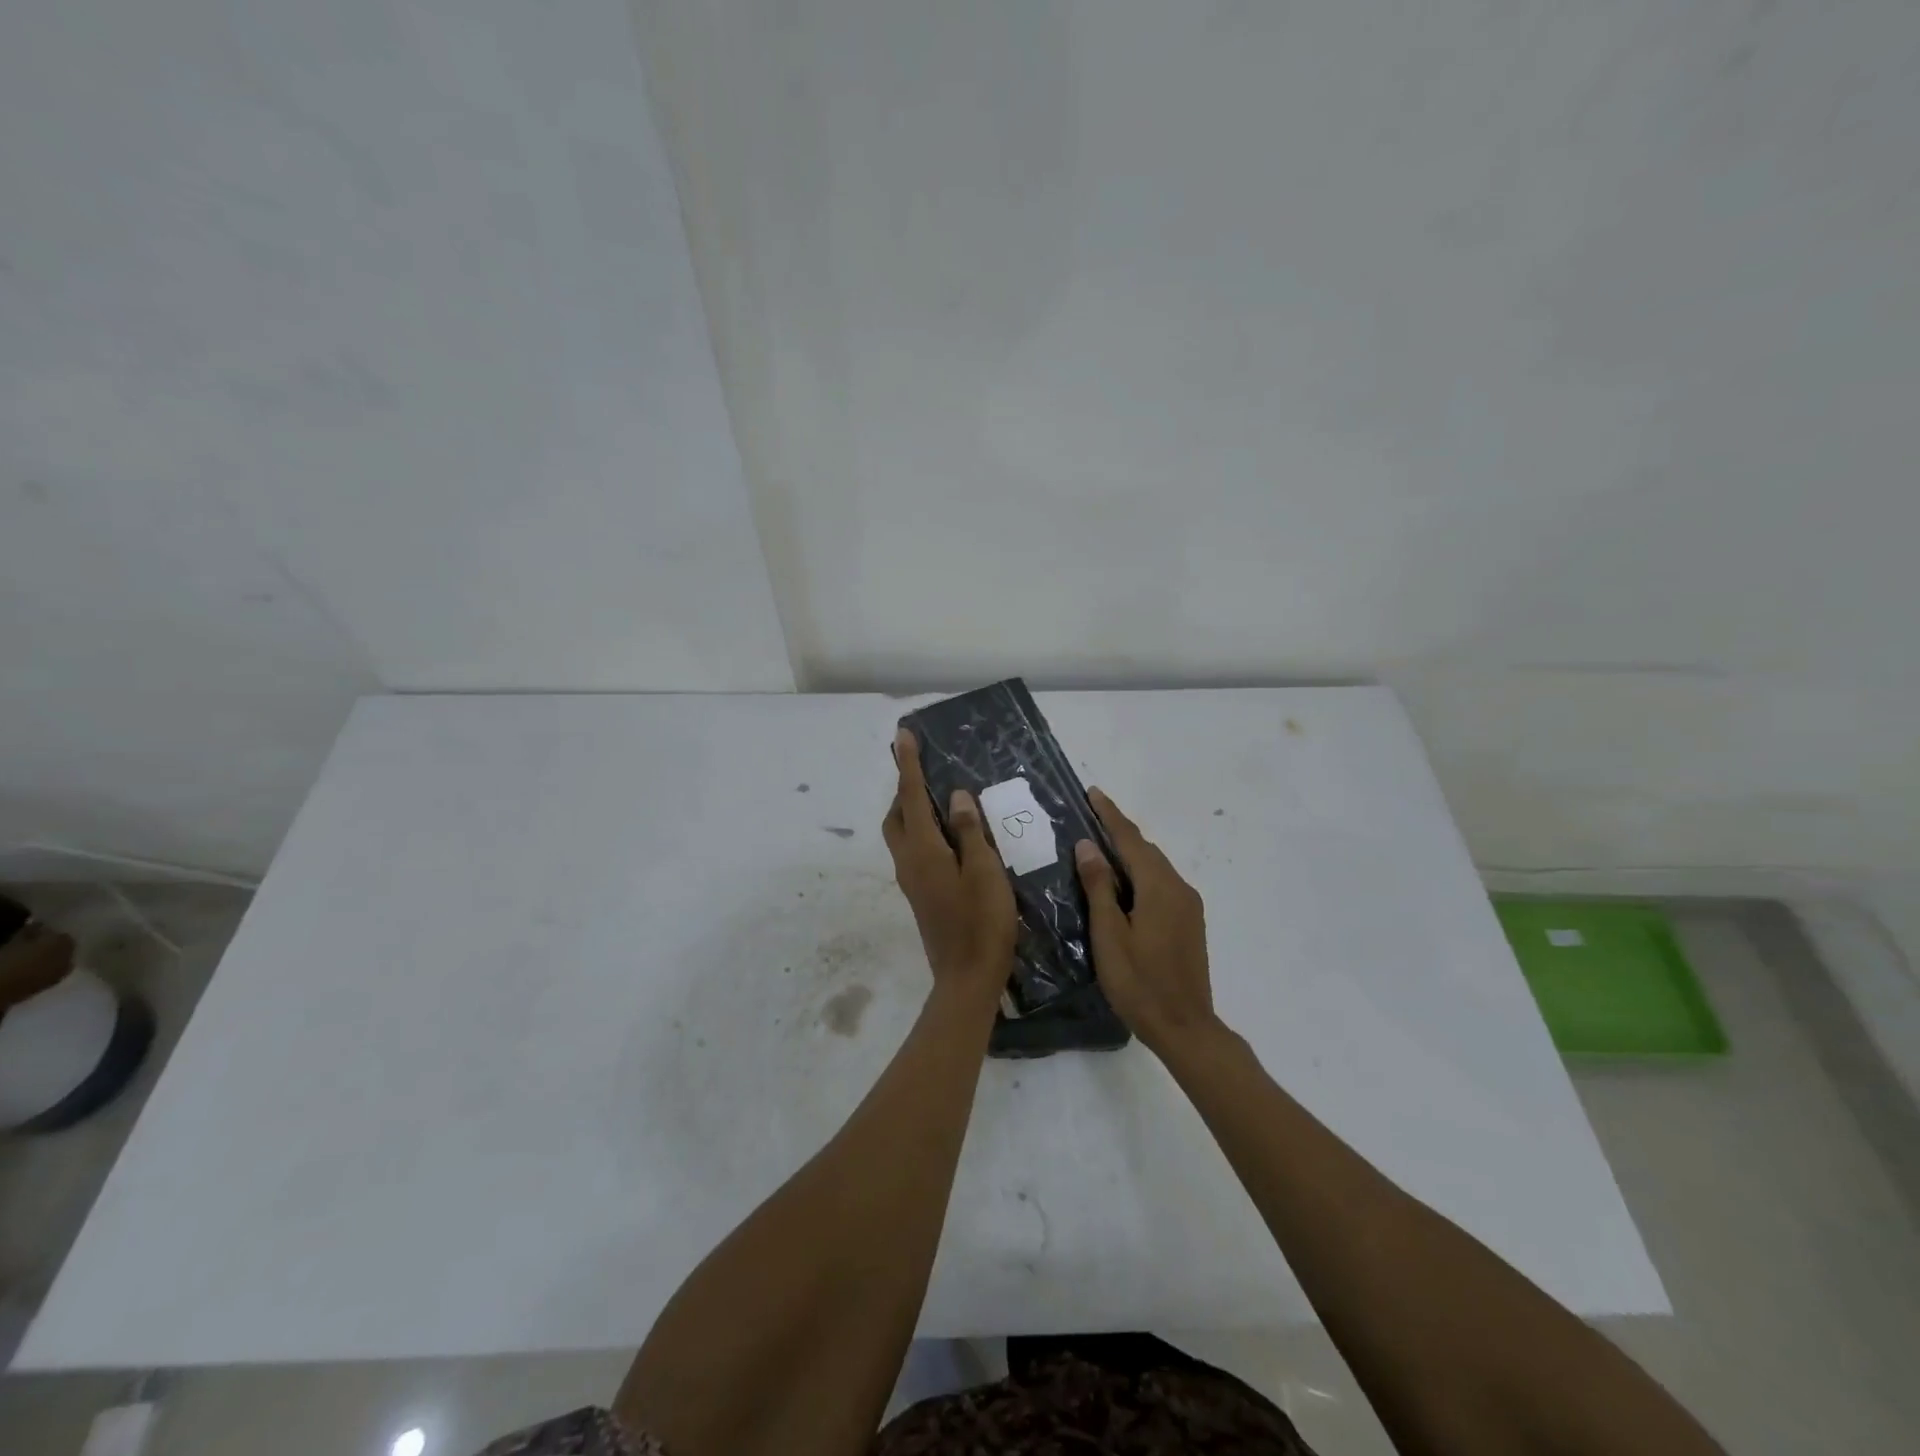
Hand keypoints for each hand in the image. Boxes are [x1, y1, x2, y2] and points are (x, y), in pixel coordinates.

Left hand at [883, 728, 1016, 1005]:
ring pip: (903, 835)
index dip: (908, 764)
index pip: (910, 796)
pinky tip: (952, 836)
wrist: (967, 979)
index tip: (903, 735)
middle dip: (904, 789)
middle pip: (896, 816)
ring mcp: (912, 881)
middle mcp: (909, 862)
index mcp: (923, 850)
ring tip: (940, 798)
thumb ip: (970, 831)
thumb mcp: (985, 871)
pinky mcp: (922, 895)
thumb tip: (954, 797)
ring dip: (912, 811)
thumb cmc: (982, 922)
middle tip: (926, 771)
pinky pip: (914, 851)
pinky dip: (923, 832)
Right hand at [1074, 788, 1216, 1055]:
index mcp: (1159, 887)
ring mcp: (1188, 906)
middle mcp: (1179, 888)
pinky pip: (1161, 884)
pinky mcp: (1190, 922)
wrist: (1186, 1028)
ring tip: (1100, 845)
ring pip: (1155, 867)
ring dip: (1130, 852)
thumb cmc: (1139, 983)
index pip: (1130, 840)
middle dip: (1119, 830)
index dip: (1110, 815)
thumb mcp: (1109, 935)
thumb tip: (1088, 845)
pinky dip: (1140, 872)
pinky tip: (1123, 882)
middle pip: (1146, 850)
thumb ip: (1099, 887)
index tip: (1092, 793)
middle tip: (1090, 816)